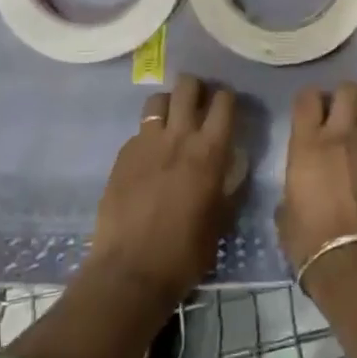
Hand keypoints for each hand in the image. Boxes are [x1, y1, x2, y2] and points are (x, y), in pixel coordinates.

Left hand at [90, 75, 239, 304]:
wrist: (131, 270)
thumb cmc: (185, 252)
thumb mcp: (221, 221)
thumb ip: (229, 187)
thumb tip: (234, 167)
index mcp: (209, 152)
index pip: (223, 103)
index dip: (228, 98)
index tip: (228, 105)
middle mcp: (178, 137)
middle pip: (187, 87)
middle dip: (196, 88)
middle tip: (199, 102)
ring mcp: (146, 142)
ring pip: (158, 100)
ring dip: (169, 104)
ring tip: (172, 120)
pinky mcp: (122, 155)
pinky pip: (139, 130)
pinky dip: (149, 134)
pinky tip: (150, 155)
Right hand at [278, 82, 356, 274]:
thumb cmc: (310, 243)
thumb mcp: (286, 213)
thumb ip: (294, 188)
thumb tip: (299, 188)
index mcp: (307, 145)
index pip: (308, 97)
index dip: (311, 100)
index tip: (313, 111)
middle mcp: (341, 136)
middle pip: (348, 91)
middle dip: (345, 98)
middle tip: (343, 114)